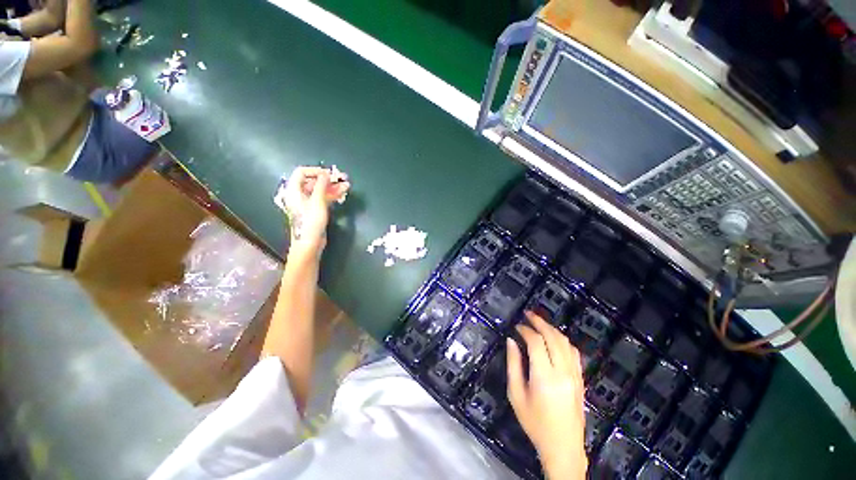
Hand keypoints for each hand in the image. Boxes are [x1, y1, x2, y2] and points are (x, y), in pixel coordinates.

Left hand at [282, 166, 349, 254]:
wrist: (310, 243)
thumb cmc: (311, 222)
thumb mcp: (317, 201)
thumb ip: (321, 185)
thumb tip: (326, 174)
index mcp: (294, 190)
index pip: (302, 172)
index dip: (316, 170)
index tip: (330, 173)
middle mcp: (299, 194)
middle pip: (313, 181)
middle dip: (328, 179)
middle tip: (342, 178)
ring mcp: (307, 203)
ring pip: (320, 190)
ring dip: (333, 187)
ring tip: (346, 186)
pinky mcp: (314, 210)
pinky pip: (323, 198)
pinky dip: (332, 195)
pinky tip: (342, 193)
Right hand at [507, 311, 586, 479]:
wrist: (564, 447)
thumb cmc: (535, 423)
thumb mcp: (516, 395)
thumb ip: (513, 365)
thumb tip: (511, 341)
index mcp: (544, 377)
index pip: (536, 342)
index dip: (525, 330)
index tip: (516, 326)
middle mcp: (562, 372)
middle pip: (553, 337)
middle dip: (539, 322)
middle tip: (528, 315)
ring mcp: (575, 375)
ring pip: (565, 342)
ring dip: (552, 329)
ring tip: (539, 323)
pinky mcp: (580, 379)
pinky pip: (574, 353)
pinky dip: (563, 341)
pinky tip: (554, 339)